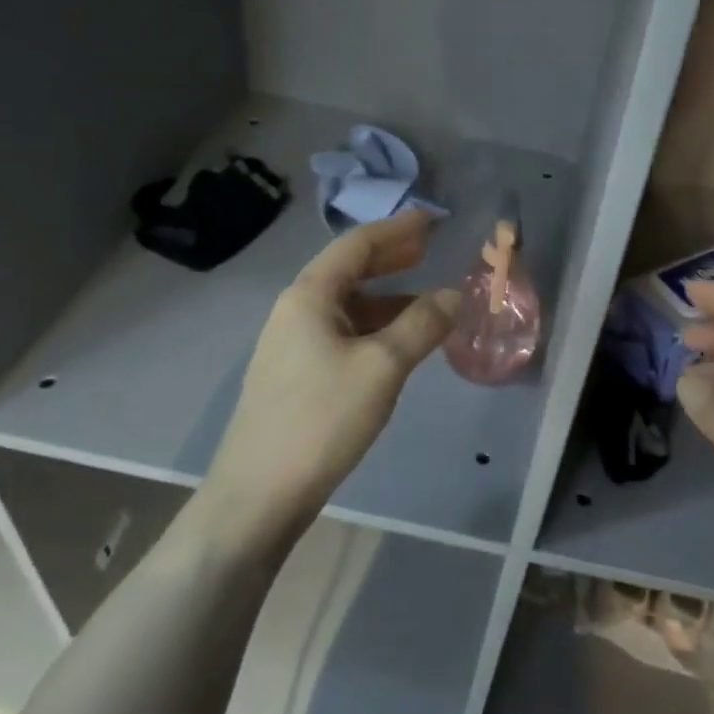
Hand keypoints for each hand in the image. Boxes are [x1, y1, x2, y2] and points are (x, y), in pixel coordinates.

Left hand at [199, 211, 458, 535]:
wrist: (259, 494)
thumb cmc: (321, 418)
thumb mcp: (382, 366)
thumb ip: (422, 324)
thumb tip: (454, 294)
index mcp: (309, 295)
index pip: (357, 244)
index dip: (397, 229)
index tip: (432, 220)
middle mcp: (296, 310)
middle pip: (350, 270)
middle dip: (392, 257)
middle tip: (432, 249)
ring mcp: (293, 344)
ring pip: (348, 306)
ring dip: (388, 297)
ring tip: (428, 297)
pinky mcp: (298, 375)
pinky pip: (344, 334)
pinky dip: (376, 328)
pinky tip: (400, 343)